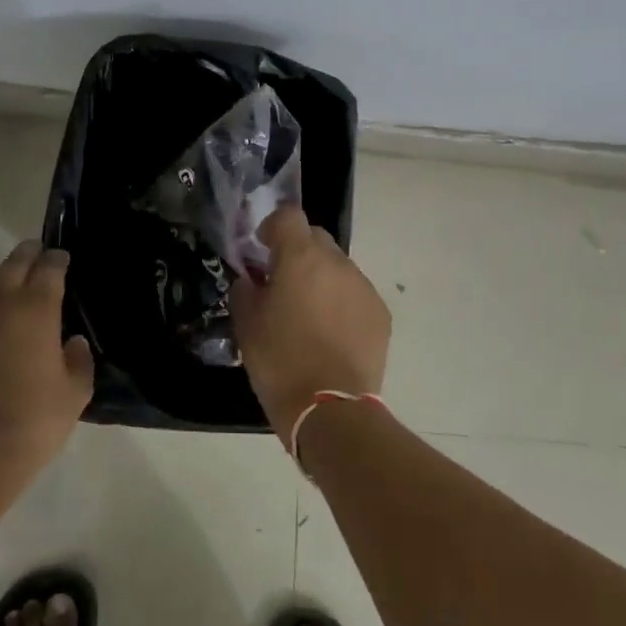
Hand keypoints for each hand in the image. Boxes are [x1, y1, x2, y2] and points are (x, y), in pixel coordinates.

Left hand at [0, 241, 93, 485]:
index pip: (48, 269)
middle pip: (12, 265)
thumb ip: (78, 361)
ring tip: (6, 281)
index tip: (62, 257)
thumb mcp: (74, 394)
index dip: (57, 260)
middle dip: (27, 254)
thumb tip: (72, 343)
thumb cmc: (33, 422)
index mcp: (35, 309)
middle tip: (36, 251)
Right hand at [230, 207, 390, 442]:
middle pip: (316, 238)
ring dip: (321, 278)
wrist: (331, 409)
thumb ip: (245, 290)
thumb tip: (252, 280)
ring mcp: (363, 287)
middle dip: (298, 251)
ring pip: (338, 267)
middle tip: (283, 282)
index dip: (273, 226)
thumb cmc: (280, 362)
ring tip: (310, 313)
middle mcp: (336, 263)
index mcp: (300, 258)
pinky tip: (332, 333)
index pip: (288, 216)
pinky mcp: (380, 313)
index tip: (263, 248)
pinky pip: (356, 293)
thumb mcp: (246, 325)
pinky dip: (341, 301)